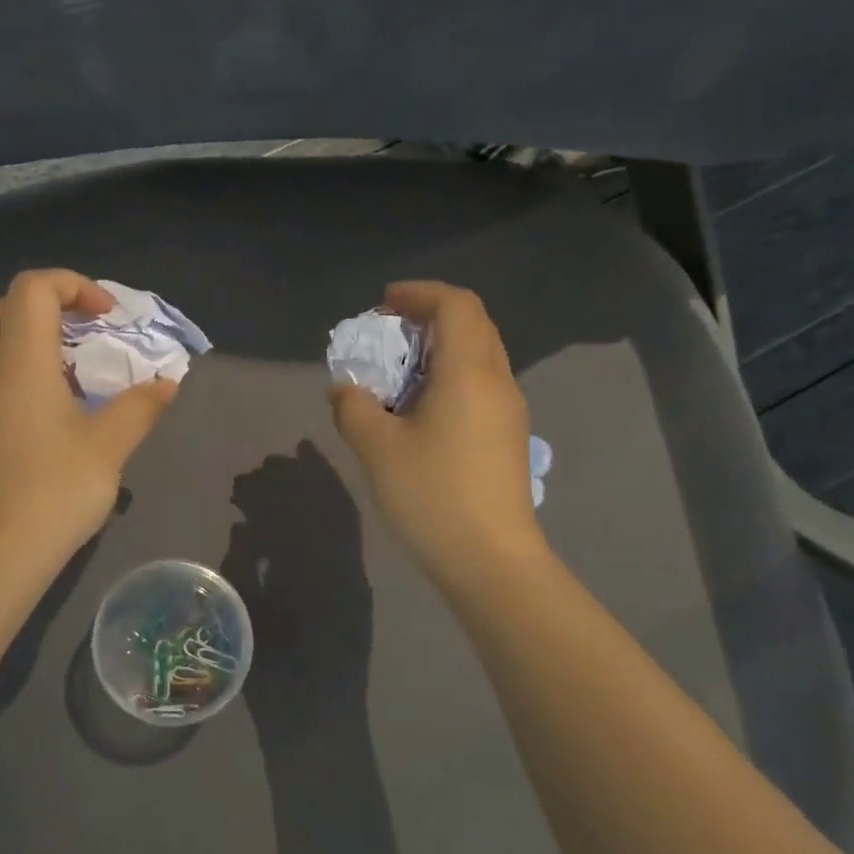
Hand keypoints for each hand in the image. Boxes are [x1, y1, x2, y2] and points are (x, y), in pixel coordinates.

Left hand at [0, 270, 177, 565]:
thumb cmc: (54, 489)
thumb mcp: (109, 446)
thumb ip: (140, 407)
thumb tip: (167, 384)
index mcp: (20, 360)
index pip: (33, 287)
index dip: (74, 285)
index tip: (108, 318)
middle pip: (7, 307)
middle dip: (51, 305)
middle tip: (89, 332)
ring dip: (35, 339)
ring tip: (77, 371)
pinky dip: (22, 370)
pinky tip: (53, 409)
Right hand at [330, 281, 546, 586]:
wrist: (491, 560)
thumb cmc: (433, 495)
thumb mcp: (377, 449)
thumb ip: (354, 407)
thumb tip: (346, 388)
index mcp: (469, 372)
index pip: (456, 305)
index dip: (419, 293)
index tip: (383, 305)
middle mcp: (497, 381)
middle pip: (472, 324)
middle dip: (429, 316)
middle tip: (388, 334)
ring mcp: (508, 410)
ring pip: (479, 354)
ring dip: (440, 348)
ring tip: (399, 371)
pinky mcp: (507, 436)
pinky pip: (480, 383)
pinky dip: (450, 375)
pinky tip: (420, 408)